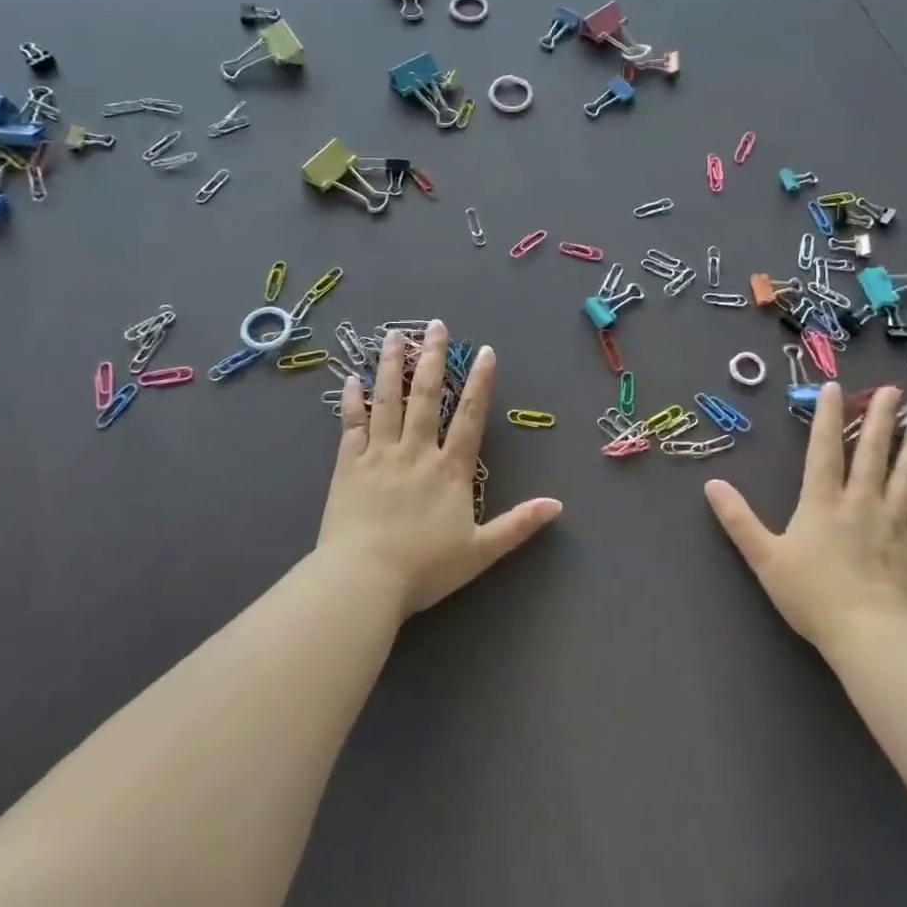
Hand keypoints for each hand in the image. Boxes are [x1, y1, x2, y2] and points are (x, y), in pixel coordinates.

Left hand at [321, 320, 561, 616]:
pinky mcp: (348, 465)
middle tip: (435, 326)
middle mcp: (416, 451)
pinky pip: (352, 425)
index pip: (469, 417)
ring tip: (394, 335)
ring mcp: (380, 454)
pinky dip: (352, 401)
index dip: (480, 383)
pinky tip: (352, 379)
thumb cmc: (424, 568)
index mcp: (450, 470)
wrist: (363, 580)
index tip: (485, 352)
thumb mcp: (481, 551)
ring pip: (388, 401)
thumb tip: (558, 505)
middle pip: (426, 396)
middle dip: (433, 358)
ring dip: (392, 366)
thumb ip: (518, 525)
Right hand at [703, 384, 906, 649]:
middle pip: (871, 453)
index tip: (835, 387)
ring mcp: (893, 523)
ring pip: (905, 477)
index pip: (823, 450)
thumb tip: (711, 484)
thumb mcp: (764, 557)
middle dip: (880, 419)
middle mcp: (860, 502)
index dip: (827, 417)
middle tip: (893, 390)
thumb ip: (738, 519)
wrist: (869, 633)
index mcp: (822, 502)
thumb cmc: (812, 593)